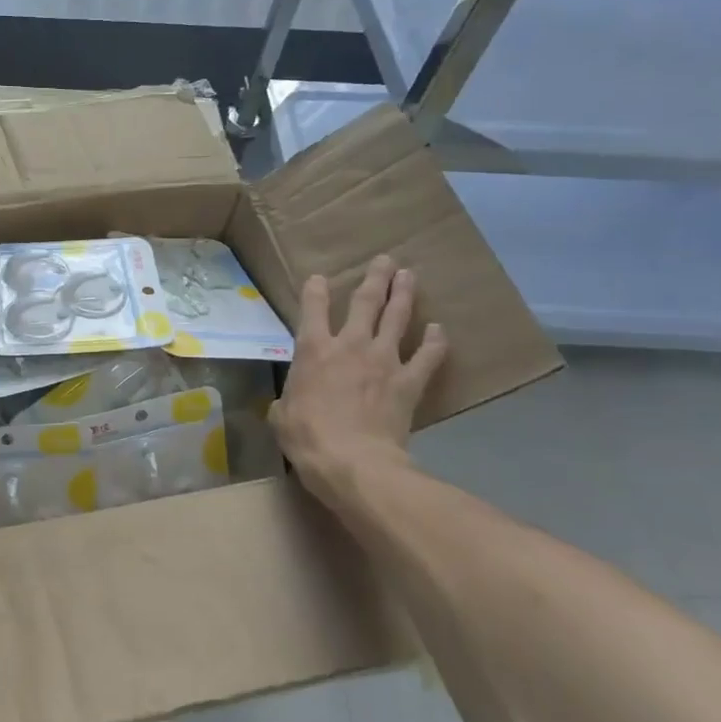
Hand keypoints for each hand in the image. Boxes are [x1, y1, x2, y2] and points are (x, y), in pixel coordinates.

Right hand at [270, 257, 448, 497]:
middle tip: (385, 260)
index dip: (315, 290)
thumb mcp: (281, 416)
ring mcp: (383, 360)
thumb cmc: (307, 437)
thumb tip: (286, 404)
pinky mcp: (408, 381)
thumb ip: (286, 401)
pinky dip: (435, 342)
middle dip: (375, 278)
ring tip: (409, 275)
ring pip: (397, 317)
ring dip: (404, 295)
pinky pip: (426, 357)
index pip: (312, 308)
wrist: (353, 461)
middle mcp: (349, 344)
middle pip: (365, 302)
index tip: (319, 278)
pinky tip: (439, 330)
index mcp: (312, 350)